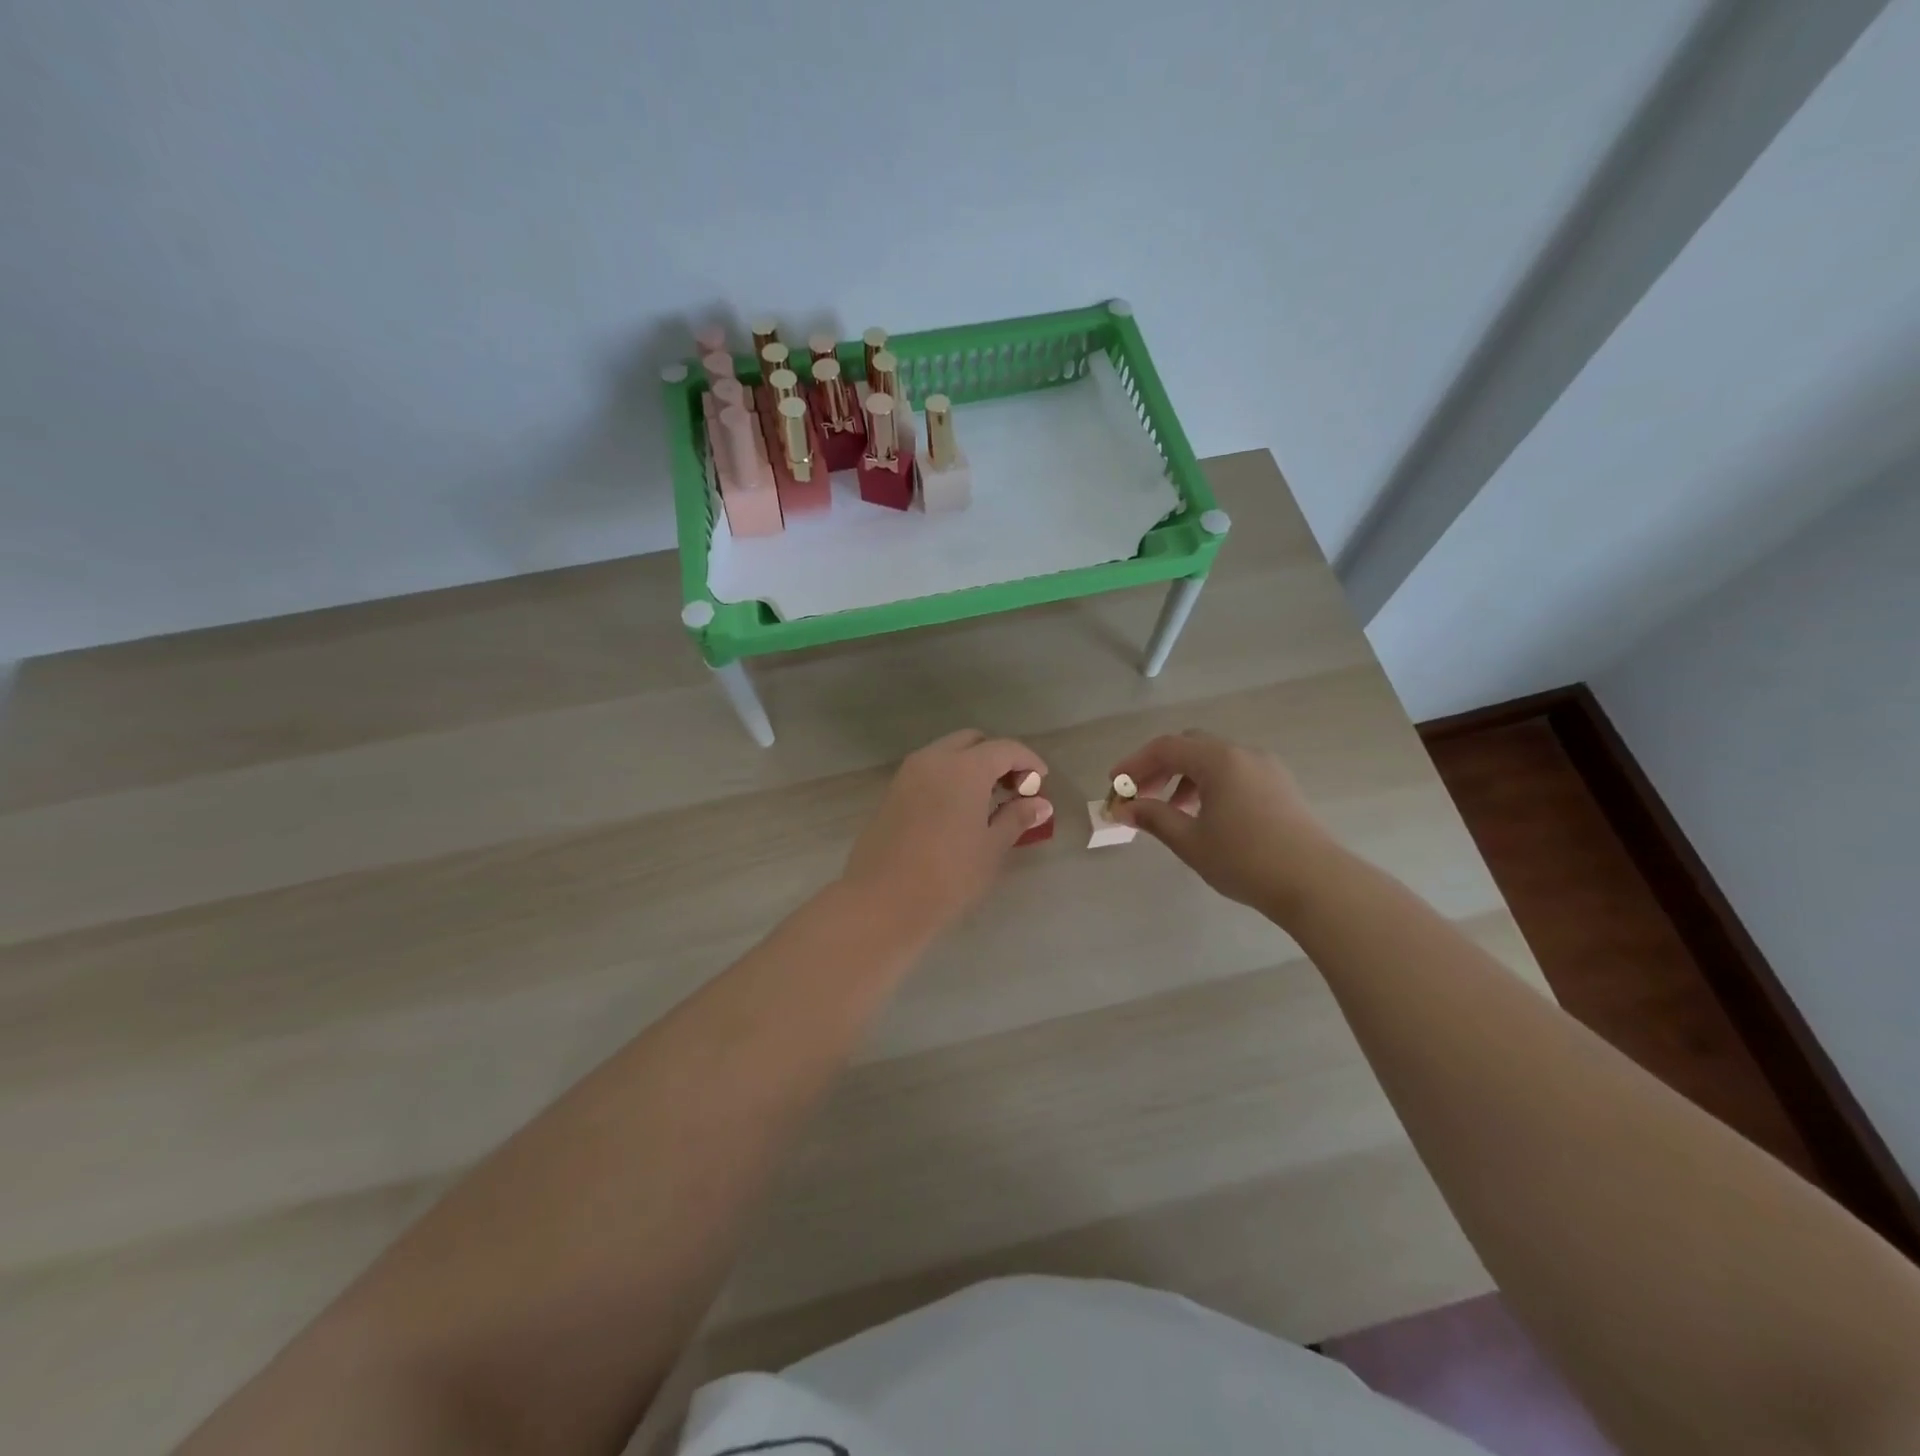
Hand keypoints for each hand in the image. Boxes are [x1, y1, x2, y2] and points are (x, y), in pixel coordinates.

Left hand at [842, 730, 1051, 939]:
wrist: (883, 899)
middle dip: (997, 758)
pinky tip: (958, 810)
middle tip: (1013, 790)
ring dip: (971, 766)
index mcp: (964, 767)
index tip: (1041, 782)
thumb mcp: (991, 847)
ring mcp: (908, 774)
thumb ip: (1016, 817)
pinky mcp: (892, 792)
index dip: (1028, 761)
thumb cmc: (948, 874)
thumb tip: (1040, 804)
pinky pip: (928, 771)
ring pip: (947, 753)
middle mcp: (934, 759)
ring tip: (987, 802)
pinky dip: (949, 778)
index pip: (1005, 749)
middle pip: (973, 742)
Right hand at [1110, 730, 1334, 919]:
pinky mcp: (1280, 786)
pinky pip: (1234, 772)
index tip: (1114, 785)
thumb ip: (1154, 818)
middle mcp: (1243, 753)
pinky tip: (1205, 815)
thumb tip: (1124, 809)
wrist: (1316, 883)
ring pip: (1213, 759)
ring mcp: (1266, 767)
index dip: (1134, 764)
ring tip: (1170, 810)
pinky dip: (1209, 784)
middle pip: (1190, 746)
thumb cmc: (1246, 860)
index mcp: (1219, 760)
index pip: (1166, 748)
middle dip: (1159, 768)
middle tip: (1139, 796)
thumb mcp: (1190, 841)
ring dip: (1184, 777)